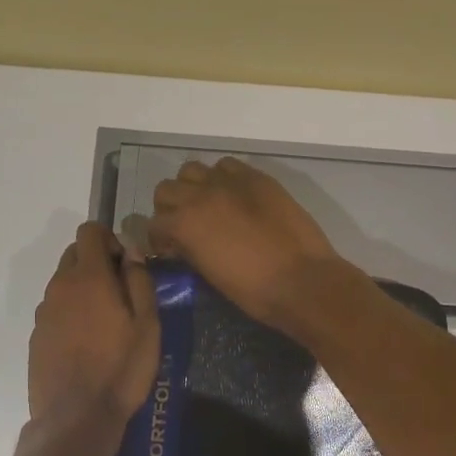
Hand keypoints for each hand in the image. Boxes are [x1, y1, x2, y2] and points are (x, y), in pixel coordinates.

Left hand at [28, 222, 160, 436]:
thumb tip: (130, 250)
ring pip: (64, 283)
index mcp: (88, 277)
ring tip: (105, 323)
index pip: (89, 231)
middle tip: (120, 293)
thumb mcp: (147, 323)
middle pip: (74, 254)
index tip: (125, 266)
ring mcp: (44, 312)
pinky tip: (87, 344)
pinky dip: (70, 313)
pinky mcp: (36, 336)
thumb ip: (138, 279)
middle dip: (96, 262)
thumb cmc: (121, 368)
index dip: (110, 239)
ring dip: (83, 289)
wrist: (76, 418)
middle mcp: (60, 286)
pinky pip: (55, 309)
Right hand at [146, 157, 347, 330]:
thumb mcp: (208, 274)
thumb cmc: (253, 290)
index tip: (170, 250)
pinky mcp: (256, 177)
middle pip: (166, 189)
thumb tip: (182, 243)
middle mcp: (200, 195)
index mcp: (184, 224)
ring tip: (208, 205)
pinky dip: (223, 177)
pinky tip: (234, 196)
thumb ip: (189, 250)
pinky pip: (227, 165)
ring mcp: (229, 182)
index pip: (153, 223)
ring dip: (193, 186)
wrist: (302, 280)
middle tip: (185, 225)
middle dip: (170, 208)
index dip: (159, 239)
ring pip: (192, 170)